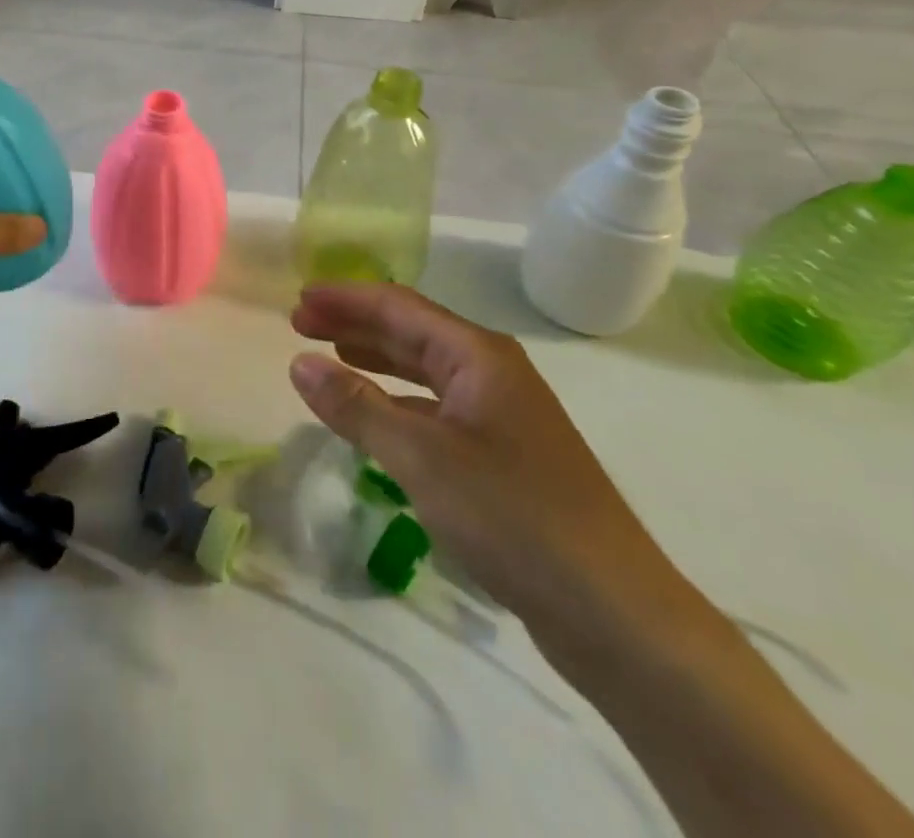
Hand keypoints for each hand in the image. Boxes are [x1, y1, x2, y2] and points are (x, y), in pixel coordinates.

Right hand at [287, 282, 704, 657]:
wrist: (616, 614)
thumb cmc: (514, 516)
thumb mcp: (421, 457)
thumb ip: (357, 406)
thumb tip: (299, 362)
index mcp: (478, 356)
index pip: (398, 306)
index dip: (345, 298)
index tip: (297, 300)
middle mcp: (491, 373)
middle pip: (411, 331)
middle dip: (354, 324)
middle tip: (300, 325)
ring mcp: (501, 416)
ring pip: (424, 371)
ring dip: (375, 359)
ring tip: (329, 355)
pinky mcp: (503, 457)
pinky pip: (435, 410)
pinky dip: (396, 403)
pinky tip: (374, 418)